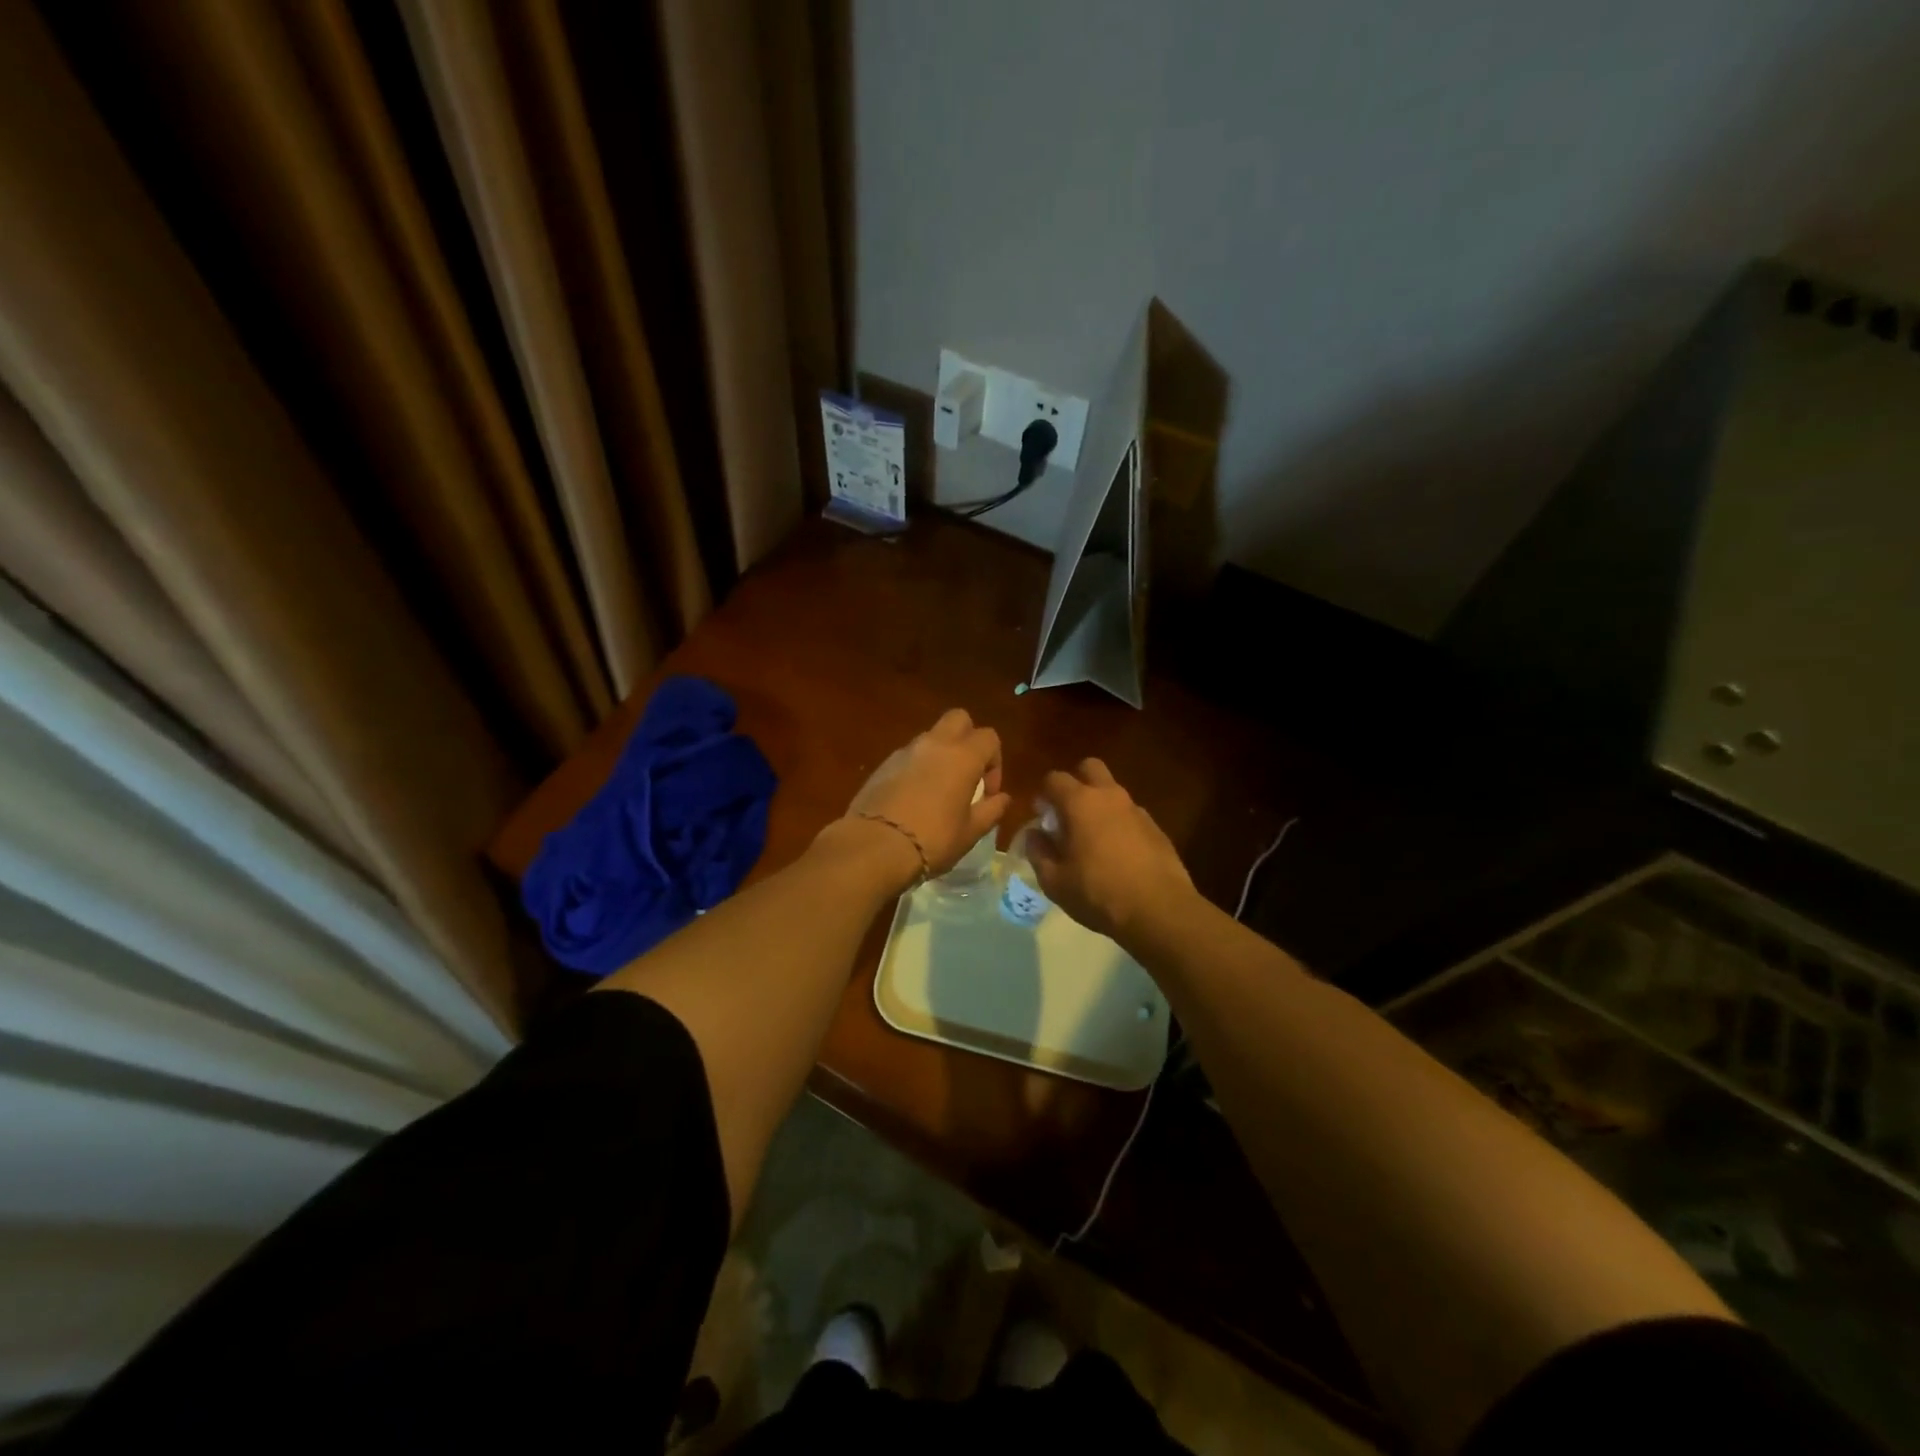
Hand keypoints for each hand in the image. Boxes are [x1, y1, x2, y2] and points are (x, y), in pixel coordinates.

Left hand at [840, 709, 1010, 877]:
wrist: (874, 846)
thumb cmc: (933, 839)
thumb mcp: (970, 832)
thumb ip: (991, 810)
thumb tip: (1002, 798)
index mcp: (963, 756)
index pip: (989, 737)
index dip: (995, 762)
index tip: (988, 793)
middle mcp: (935, 744)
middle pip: (958, 719)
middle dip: (968, 738)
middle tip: (967, 773)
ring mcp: (905, 751)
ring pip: (931, 736)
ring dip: (941, 753)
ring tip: (939, 789)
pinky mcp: (883, 764)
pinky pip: (908, 755)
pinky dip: (917, 767)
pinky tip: (913, 798)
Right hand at [1027, 758, 1194, 942]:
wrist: (1159, 910)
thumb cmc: (1098, 893)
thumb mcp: (1054, 881)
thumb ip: (1038, 852)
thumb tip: (1034, 834)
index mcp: (1080, 802)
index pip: (1054, 779)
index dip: (1043, 794)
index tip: (1041, 815)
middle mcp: (1109, 796)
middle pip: (1090, 768)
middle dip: (1076, 782)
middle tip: (1068, 813)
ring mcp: (1136, 810)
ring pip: (1113, 792)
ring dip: (1099, 805)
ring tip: (1092, 839)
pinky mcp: (1156, 828)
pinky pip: (1130, 815)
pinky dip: (1119, 825)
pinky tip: (1118, 855)